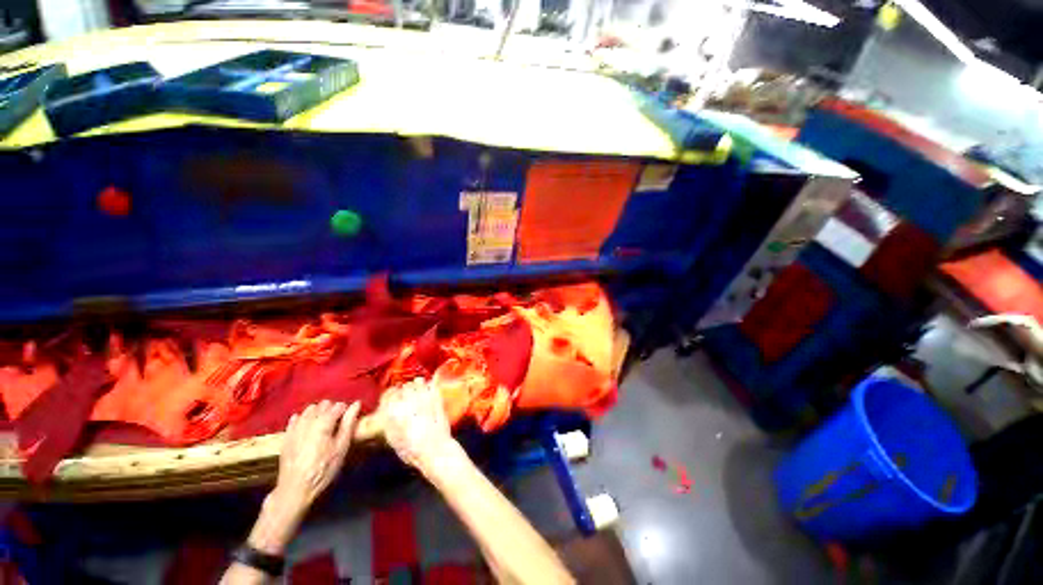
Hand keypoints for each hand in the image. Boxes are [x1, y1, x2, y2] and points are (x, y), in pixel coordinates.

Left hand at [271, 400, 359, 515]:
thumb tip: (356, 404)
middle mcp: (308, 421)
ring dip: (318, 412)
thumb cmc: (323, 469)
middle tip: (338, 423)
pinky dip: (303, 418)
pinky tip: (308, 426)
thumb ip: (348, 424)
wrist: (295, 488)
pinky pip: (295, 418)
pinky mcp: (286, 435)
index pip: (339, 406)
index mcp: (324, 423)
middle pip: (323, 404)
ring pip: (309, 409)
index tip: (349, 420)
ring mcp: (295, 428)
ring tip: (324, 425)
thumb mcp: (341, 448)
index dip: (346, 411)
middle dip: (332, 409)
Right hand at [381, 378, 456, 473]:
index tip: (394, 397)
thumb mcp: (393, 438)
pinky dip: (430, 386)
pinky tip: (430, 391)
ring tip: (419, 391)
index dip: (392, 396)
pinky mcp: (436, 397)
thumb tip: (390, 412)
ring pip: (417, 382)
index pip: (388, 394)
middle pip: (404, 387)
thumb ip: (390, 422)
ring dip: (418, 385)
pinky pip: (431, 385)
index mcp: (392, 412)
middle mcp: (406, 401)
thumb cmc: (412, 450)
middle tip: (408, 395)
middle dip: (406, 390)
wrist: (434, 449)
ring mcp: (422, 397)